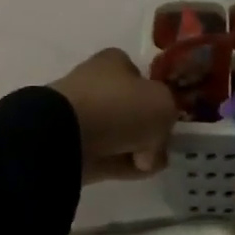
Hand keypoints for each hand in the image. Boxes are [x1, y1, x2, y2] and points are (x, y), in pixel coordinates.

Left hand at [48, 49, 177, 182]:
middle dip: (147, 130)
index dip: (157, 99)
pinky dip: (120, 164)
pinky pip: (106, 155)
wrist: (67, 133)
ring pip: (119, 134)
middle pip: (131, 109)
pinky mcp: (72, 143)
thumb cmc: (119, 106)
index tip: (168, 120)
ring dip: (135, 149)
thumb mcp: (163, 105)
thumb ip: (167, 119)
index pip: (141, 77)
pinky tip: (133, 172)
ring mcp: (82, 114)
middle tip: (159, 147)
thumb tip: (151, 145)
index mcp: (114, 61)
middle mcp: (96, 83)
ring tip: (147, 164)